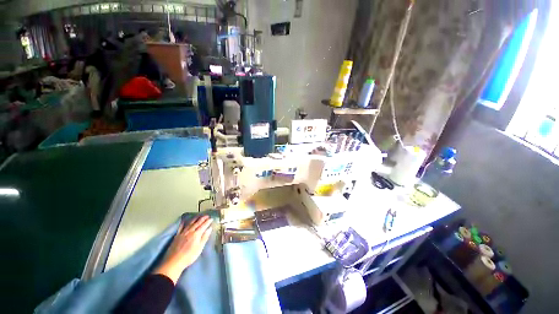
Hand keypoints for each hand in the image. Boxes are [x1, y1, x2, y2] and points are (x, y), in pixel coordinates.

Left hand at [153, 215, 213, 283]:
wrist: (174, 262)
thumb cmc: (189, 256)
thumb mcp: (199, 248)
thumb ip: (205, 237)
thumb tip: (210, 228)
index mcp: (196, 234)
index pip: (204, 225)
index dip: (208, 221)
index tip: (211, 218)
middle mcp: (190, 231)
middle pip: (197, 223)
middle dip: (203, 218)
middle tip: (207, 215)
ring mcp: (183, 233)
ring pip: (190, 223)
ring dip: (195, 218)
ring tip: (199, 215)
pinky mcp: (177, 236)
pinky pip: (181, 227)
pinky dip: (183, 223)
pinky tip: (184, 220)